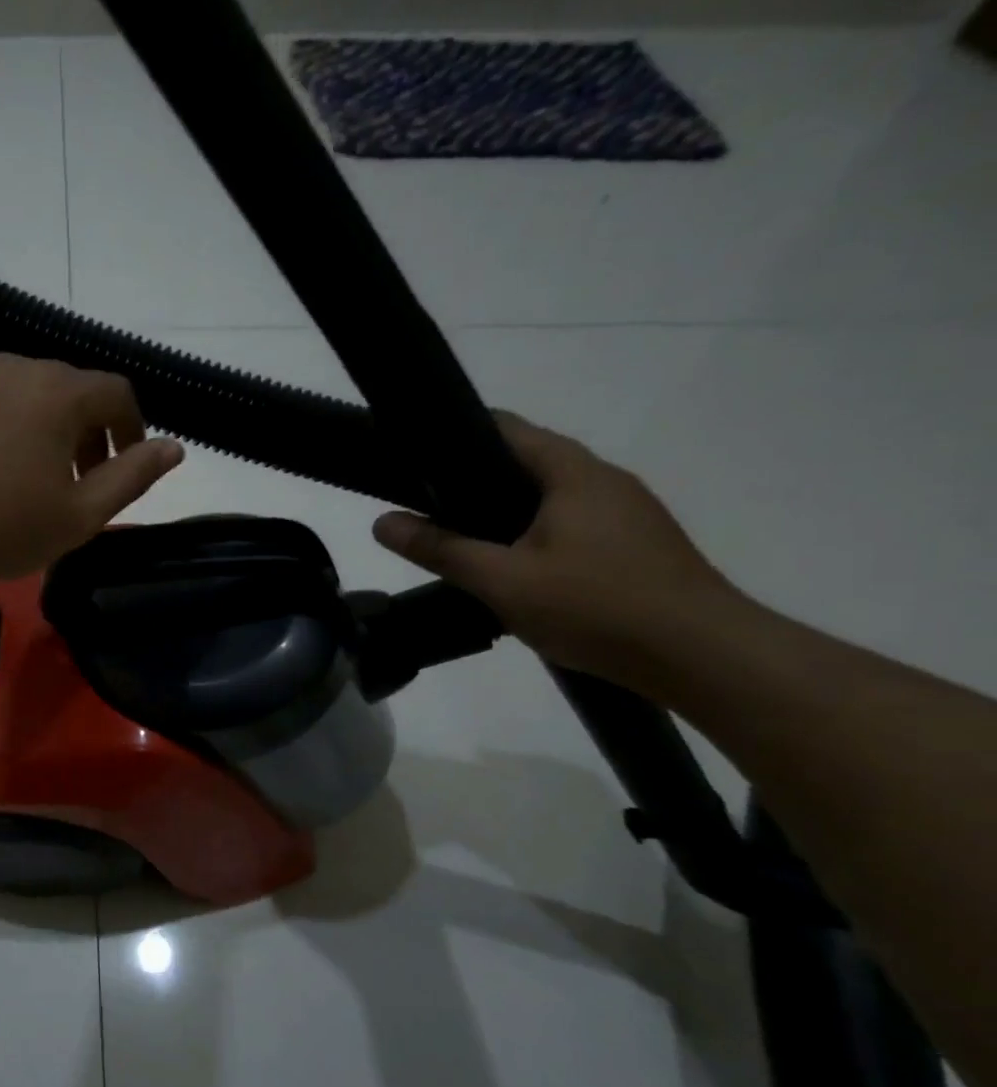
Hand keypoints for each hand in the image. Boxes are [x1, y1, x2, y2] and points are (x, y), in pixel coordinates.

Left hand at [0, 355, 184, 596]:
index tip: (126, 466)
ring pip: (28, 395)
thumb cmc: (1, 529)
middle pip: (71, 390)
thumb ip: (133, 476)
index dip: (132, 428)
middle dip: (88, 432)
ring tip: (37, 480)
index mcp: (57, 391)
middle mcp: (15, 370)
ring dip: (48, 430)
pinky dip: (7, 429)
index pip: (116, 393)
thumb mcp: (80, 514)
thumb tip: (174, 446)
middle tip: (82, 481)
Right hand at [373, 413, 744, 683]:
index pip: (506, 429)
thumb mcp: (503, 581)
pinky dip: (533, 534)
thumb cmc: (598, 606)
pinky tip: (514, 570)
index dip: (456, 434)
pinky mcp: (637, 546)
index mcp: (573, 473)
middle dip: (474, 479)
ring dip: (504, 511)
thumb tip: (381, 522)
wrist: (704, 657)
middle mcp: (604, 480)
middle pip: (527, 462)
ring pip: (549, 497)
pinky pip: (571, 524)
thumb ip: (440, 550)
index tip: (413, 455)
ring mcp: (627, 514)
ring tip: (460, 540)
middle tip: (424, 506)